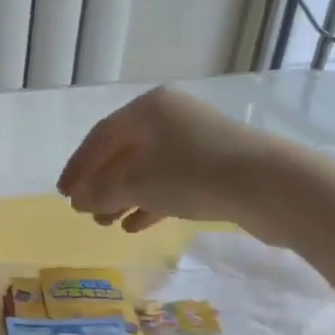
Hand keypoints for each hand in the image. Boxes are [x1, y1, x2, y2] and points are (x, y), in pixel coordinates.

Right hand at [57, 86, 296, 235]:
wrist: (270, 186)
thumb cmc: (193, 174)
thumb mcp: (137, 184)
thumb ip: (102, 191)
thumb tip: (82, 199)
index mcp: (148, 109)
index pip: (100, 137)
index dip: (78, 167)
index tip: (63, 194)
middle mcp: (171, 118)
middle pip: (123, 153)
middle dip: (101, 184)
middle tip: (83, 211)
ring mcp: (195, 141)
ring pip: (146, 170)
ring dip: (123, 197)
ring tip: (105, 224)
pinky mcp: (215, 166)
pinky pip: (170, 182)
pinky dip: (150, 202)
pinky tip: (135, 226)